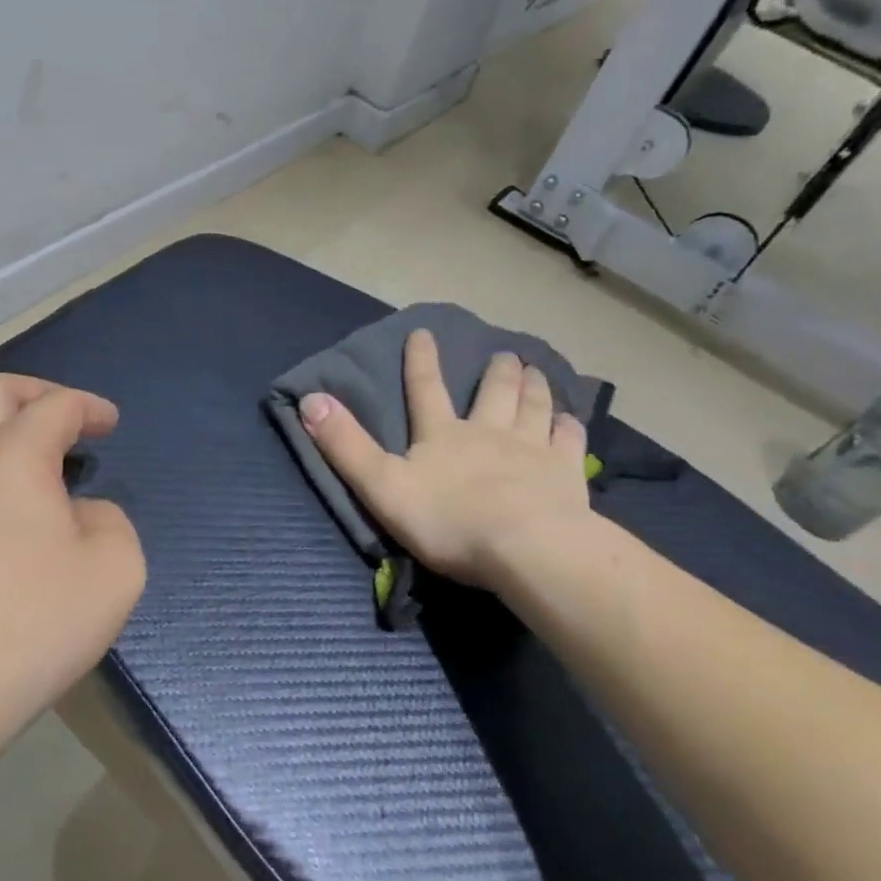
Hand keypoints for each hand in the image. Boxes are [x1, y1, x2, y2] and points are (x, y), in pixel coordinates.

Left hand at [0, 375, 145, 752]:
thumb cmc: (32, 623)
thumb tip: (79, 515)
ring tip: (22, 459)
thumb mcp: (115, 569)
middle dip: (35, 393)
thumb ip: (110, 522)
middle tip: (64, 418)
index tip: (109, 425)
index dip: (89, 407)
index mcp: (12, 455)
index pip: (56, 405)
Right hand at [296, 330, 607, 597]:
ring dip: (534, 386)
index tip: (423, 330)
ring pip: (534, 406)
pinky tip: (571, 420)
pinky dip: (569, 426)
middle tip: (505, 353)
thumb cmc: (449, 521)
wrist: (527, 549)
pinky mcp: (566, 474)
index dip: (421, 359)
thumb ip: (345, 444)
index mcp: (442, 434)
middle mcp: (488, 432)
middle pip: (494, 392)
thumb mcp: (381, 485)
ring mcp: (532, 450)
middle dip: (497, 370)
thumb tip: (309, 398)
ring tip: (535, 370)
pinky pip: (569, 441)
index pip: (426, 387)